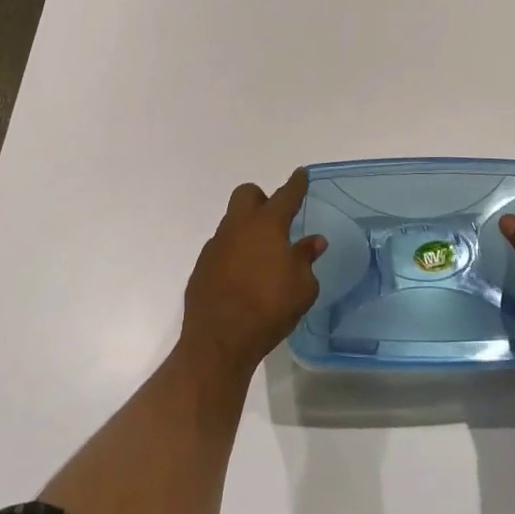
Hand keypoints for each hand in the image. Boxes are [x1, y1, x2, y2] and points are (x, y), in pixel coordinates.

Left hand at [179, 168, 326, 381]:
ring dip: (246, 230)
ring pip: (232, 222)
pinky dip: (233, 254)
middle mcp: (238, 227)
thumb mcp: (302, 287)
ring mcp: (216, 245)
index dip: (296, 184)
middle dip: (261, 199)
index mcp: (267, 225)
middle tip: (275, 219)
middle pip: (247, 195)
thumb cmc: (269, 309)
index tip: (301, 173)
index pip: (285, 195)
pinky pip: (221, 248)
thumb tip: (313, 241)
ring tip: (261, 256)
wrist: (219, 340)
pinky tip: (242, 277)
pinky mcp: (202, 266)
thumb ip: (306, 259)